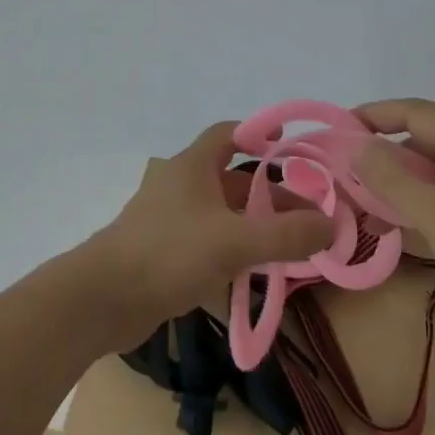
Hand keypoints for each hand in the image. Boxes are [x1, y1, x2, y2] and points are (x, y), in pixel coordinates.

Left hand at [80, 122, 336, 347]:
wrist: (101, 300)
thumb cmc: (168, 254)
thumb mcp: (235, 242)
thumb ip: (286, 235)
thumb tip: (332, 226)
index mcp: (193, 166)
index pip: (229, 134)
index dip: (259, 134)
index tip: (289, 145)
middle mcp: (182, 186)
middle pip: (234, 180)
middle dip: (271, 194)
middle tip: (308, 215)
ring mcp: (170, 220)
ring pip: (223, 214)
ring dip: (255, 225)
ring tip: (292, 245)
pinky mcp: (164, 252)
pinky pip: (209, 241)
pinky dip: (234, 249)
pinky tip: (255, 272)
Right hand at [351, 98, 434, 314]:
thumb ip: (391, 177)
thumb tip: (356, 145)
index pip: (413, 111)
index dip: (373, 115)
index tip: (338, 128)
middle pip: (424, 136)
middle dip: (384, 154)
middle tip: (348, 175)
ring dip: (402, 180)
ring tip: (367, 206)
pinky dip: (425, 194)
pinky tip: (401, 220)